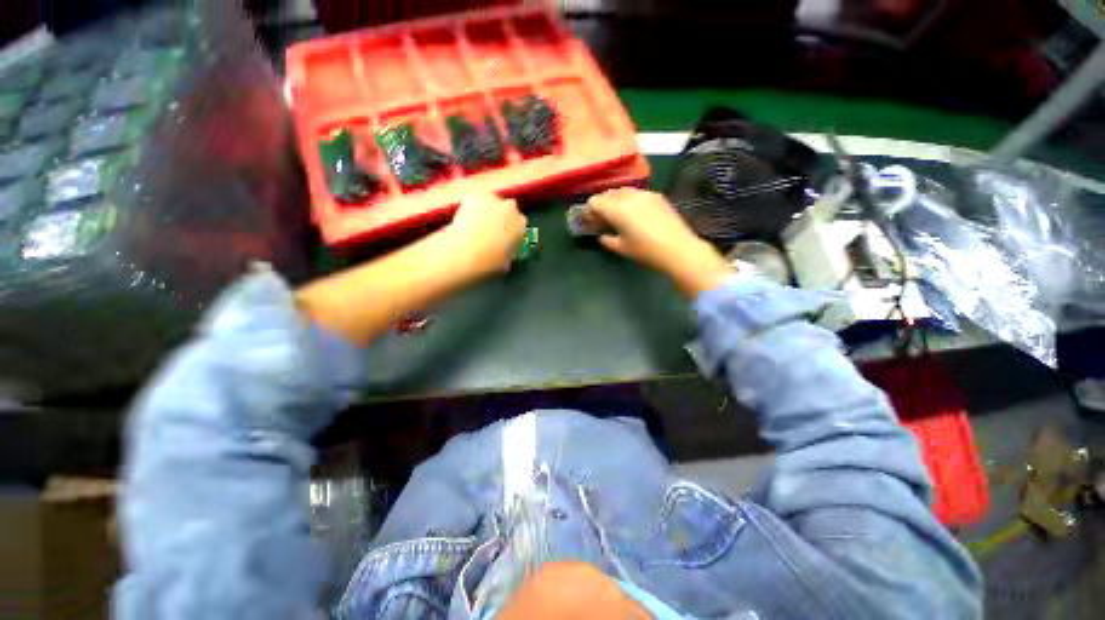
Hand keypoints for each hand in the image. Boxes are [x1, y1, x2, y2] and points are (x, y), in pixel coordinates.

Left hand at [443, 194, 527, 277]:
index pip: (520, 223)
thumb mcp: (505, 264)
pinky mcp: (475, 196)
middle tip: (490, 228)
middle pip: (509, 208)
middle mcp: (511, 209)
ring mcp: (493, 200)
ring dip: (487, 210)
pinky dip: (470, 207)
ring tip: (475, 223)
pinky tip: (464, 219)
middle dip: (502, 216)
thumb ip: (507, 254)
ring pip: (491, 202)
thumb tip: (503, 256)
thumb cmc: (489, 263)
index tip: (504, 235)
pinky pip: (475, 200)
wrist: (466, 253)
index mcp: (520, 226)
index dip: (511, 229)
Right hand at [587, 188, 733, 297]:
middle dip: (601, 205)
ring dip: (615, 201)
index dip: (588, 211)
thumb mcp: (622, 248)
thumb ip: (607, 240)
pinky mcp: (657, 196)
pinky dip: (629, 200)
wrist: (678, 249)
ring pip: (622, 192)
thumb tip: (602, 236)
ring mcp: (644, 194)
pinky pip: (636, 194)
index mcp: (616, 209)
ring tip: (617, 215)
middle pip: (607, 194)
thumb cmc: (646, 251)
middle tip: (601, 219)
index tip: (589, 221)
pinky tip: (634, 213)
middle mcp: (628, 196)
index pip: (594, 202)